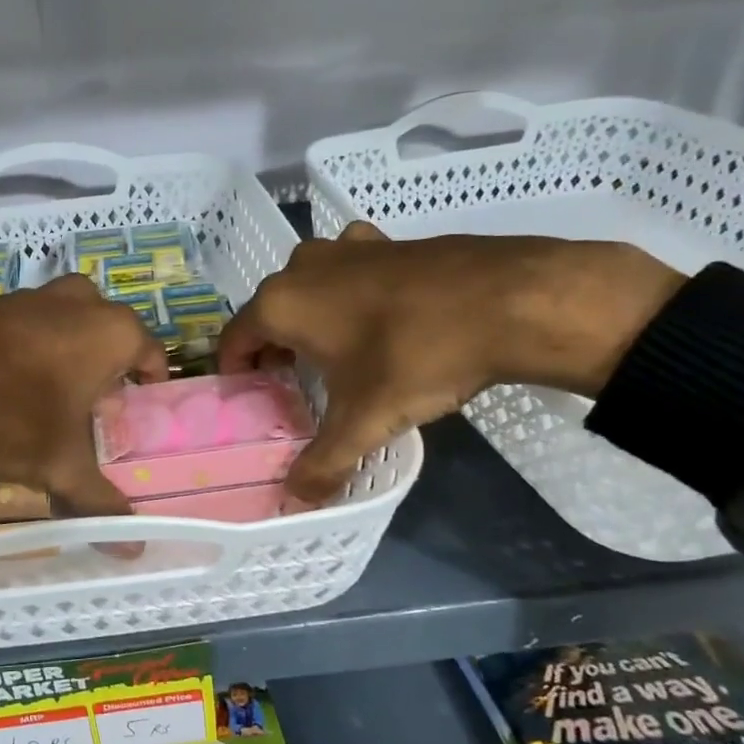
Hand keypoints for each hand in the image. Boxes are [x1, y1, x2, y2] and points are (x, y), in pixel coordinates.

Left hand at [0, 274, 168, 516]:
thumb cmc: (9, 418)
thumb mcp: (59, 466)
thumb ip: (101, 502)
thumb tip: (134, 549)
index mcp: (110, 331)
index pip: (151, 352)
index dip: (149, 384)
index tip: (137, 410)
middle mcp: (76, 302)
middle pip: (109, 330)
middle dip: (107, 363)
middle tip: (94, 404)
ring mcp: (28, 295)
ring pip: (65, 320)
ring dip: (67, 351)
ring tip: (50, 396)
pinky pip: (23, 322)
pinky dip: (25, 346)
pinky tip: (4, 382)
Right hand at [219, 222, 684, 501]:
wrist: (510, 300)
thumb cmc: (416, 357)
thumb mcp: (364, 420)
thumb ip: (323, 463)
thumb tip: (295, 503)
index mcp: (281, 303)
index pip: (233, 339)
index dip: (236, 373)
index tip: (250, 399)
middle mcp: (302, 267)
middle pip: (270, 313)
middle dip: (274, 350)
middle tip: (292, 388)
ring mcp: (347, 247)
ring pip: (309, 289)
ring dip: (310, 320)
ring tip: (332, 356)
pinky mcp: (387, 241)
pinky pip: (349, 272)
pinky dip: (349, 296)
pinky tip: (378, 320)